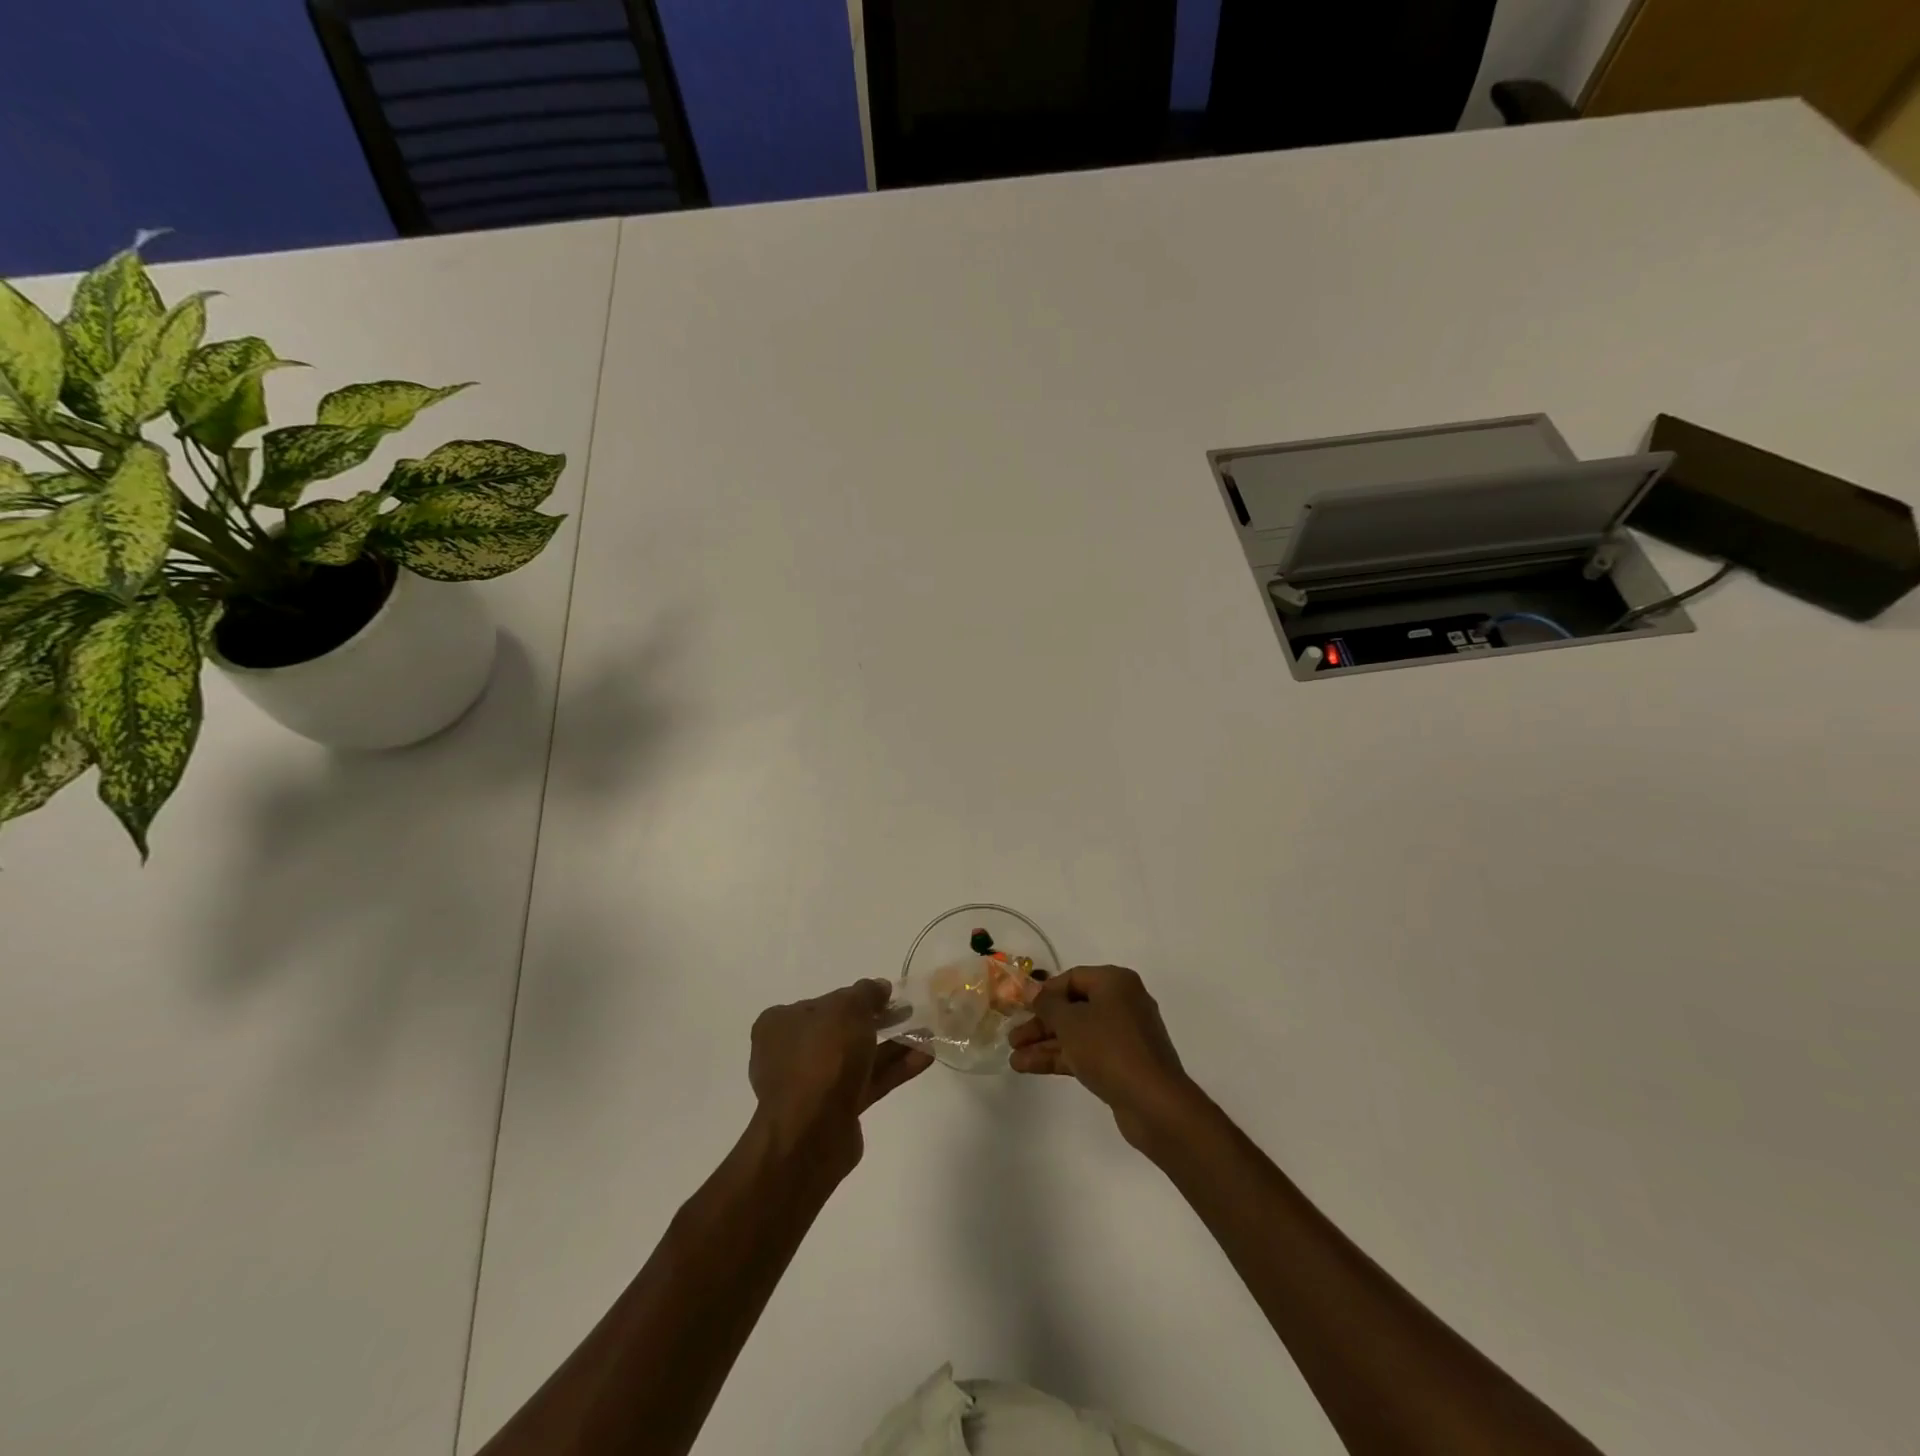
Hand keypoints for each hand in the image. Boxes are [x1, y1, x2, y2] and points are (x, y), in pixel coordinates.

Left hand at [748, 979, 931, 1172]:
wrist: (810, 1134)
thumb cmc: (822, 1057)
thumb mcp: (847, 1009)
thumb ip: (866, 993)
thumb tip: (879, 988)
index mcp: (781, 1023)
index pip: (825, 1002)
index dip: (857, 997)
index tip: (886, 995)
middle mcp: (792, 1052)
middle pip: (843, 1030)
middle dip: (879, 1021)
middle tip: (909, 1011)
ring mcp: (813, 1084)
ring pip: (858, 1057)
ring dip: (893, 1045)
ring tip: (927, 1033)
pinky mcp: (835, 1110)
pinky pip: (867, 1081)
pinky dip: (893, 1069)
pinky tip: (925, 1057)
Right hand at [1009, 965, 1201, 1149]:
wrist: (1154, 1103)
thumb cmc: (1109, 1049)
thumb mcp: (1070, 1022)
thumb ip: (1047, 1005)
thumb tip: (1033, 990)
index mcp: (1115, 982)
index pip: (1072, 978)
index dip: (1044, 991)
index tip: (1020, 1006)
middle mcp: (1122, 1003)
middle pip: (1073, 1007)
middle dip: (1041, 1023)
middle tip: (1013, 1036)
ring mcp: (1123, 1036)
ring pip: (1077, 1033)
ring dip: (1045, 1043)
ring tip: (1013, 1057)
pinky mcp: (1122, 1064)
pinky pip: (1086, 1052)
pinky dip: (1060, 1057)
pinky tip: (1029, 1067)